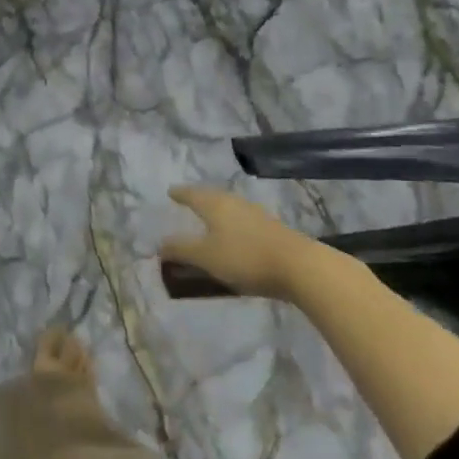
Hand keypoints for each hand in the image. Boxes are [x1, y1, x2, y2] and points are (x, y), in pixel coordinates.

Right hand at [162, 186, 315, 300]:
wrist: (298, 266)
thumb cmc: (244, 257)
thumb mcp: (206, 257)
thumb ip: (181, 250)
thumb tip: (160, 244)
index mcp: (214, 204)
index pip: (192, 194)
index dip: (180, 194)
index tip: (170, 192)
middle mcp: (234, 203)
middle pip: (211, 197)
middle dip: (198, 199)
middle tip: (187, 202)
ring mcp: (255, 214)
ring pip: (228, 208)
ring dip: (216, 212)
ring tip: (208, 219)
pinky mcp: (271, 229)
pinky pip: (242, 220)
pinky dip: (231, 224)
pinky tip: (233, 235)